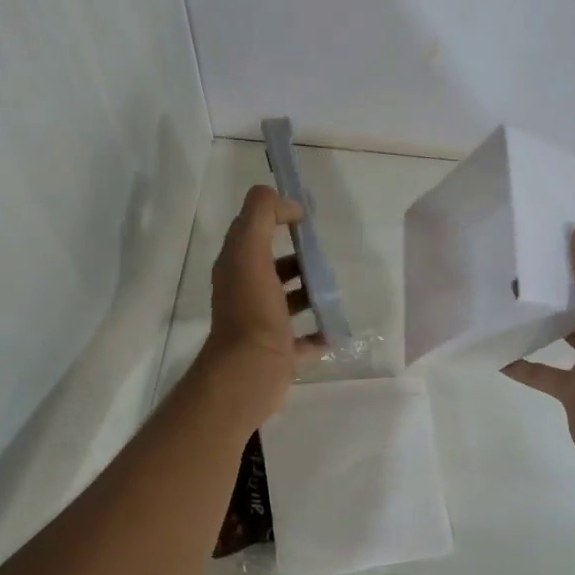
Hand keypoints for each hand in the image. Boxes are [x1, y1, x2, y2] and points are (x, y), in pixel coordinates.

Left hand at [196, 184, 326, 421]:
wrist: (250, 371)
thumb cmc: (252, 309)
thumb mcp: (250, 251)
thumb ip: (261, 215)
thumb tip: (286, 203)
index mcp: (237, 268)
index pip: (252, 231)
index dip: (275, 217)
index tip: (305, 217)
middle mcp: (246, 293)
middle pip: (273, 267)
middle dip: (299, 258)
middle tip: (325, 256)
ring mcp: (263, 325)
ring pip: (289, 302)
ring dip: (311, 293)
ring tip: (335, 288)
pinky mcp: (280, 353)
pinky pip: (304, 340)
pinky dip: (320, 334)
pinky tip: (336, 328)